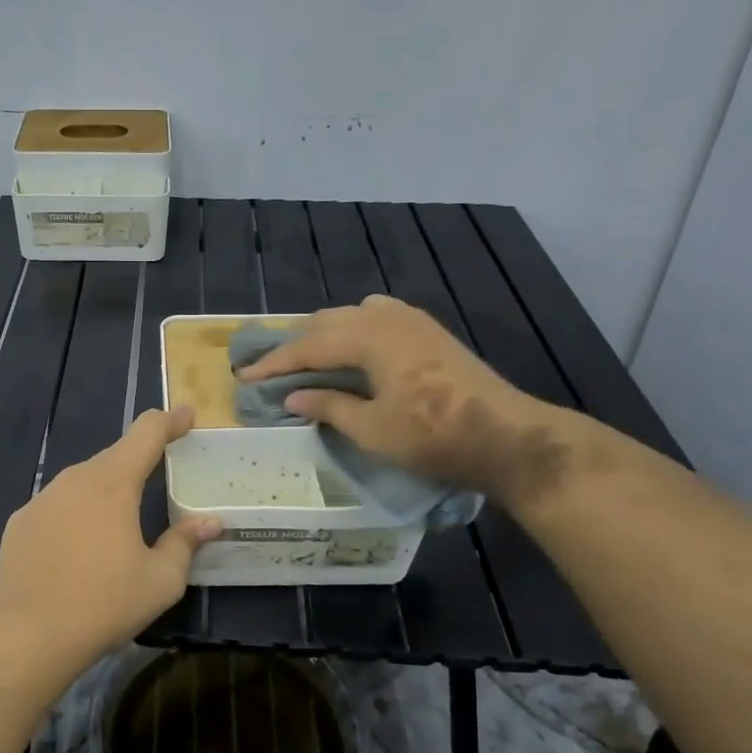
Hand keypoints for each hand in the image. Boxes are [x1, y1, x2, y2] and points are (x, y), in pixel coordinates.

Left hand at [0, 406, 220, 666]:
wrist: (30, 634)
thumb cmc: (105, 603)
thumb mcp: (160, 579)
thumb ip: (185, 543)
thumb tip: (211, 523)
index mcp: (113, 484)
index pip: (145, 434)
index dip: (169, 421)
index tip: (186, 414)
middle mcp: (74, 480)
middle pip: (113, 458)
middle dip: (138, 461)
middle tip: (158, 475)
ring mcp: (41, 499)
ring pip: (82, 483)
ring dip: (104, 492)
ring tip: (118, 523)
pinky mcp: (20, 522)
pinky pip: (56, 507)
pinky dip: (74, 516)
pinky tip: (77, 548)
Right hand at [237, 295, 573, 505]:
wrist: (507, 436)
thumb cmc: (433, 436)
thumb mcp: (371, 429)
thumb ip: (328, 406)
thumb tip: (292, 396)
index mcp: (368, 336)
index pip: (307, 347)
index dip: (273, 363)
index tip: (244, 377)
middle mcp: (385, 317)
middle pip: (326, 323)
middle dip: (295, 346)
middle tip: (268, 369)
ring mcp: (411, 320)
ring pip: (351, 316)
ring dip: (324, 335)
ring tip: (306, 359)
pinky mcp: (428, 331)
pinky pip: (376, 317)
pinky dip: (353, 331)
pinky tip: (353, 352)